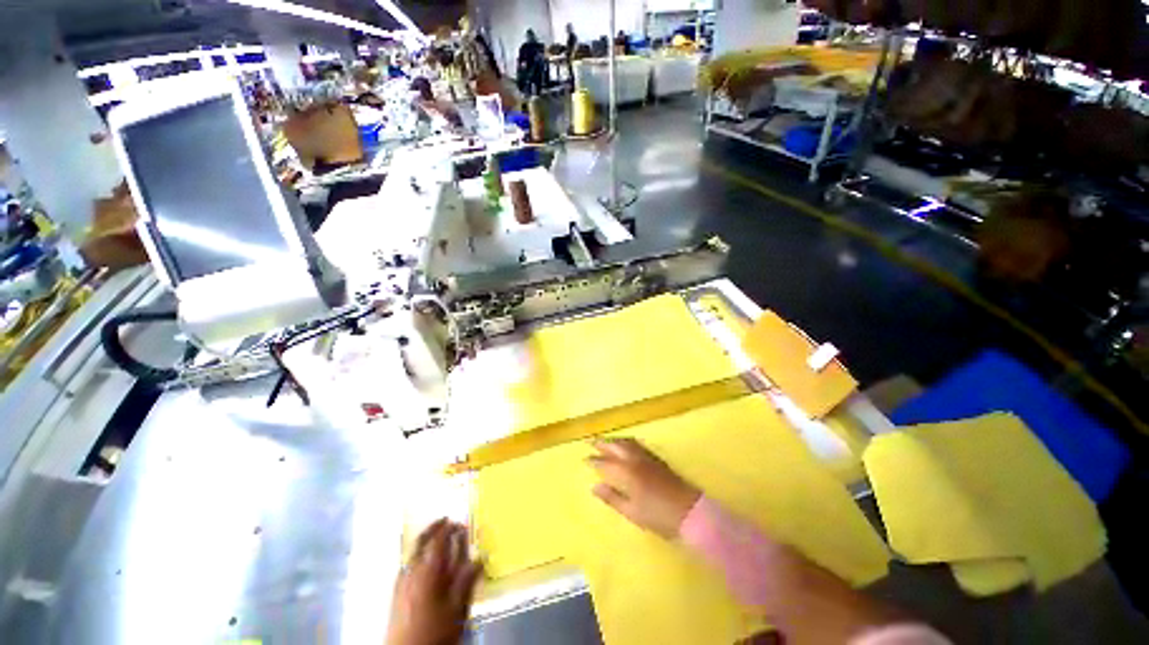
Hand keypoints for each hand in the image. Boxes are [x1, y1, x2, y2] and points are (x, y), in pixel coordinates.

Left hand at [387, 519, 482, 644]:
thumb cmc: (436, 630)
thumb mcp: (458, 606)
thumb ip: (467, 579)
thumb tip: (480, 557)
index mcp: (429, 570)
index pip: (438, 540)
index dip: (449, 528)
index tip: (459, 521)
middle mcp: (413, 571)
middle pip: (421, 542)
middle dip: (433, 528)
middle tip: (444, 520)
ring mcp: (402, 582)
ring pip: (413, 552)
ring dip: (424, 541)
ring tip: (435, 537)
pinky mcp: (396, 594)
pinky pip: (407, 564)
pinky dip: (417, 556)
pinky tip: (422, 563)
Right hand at [587, 438, 701, 538]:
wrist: (689, 511)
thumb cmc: (658, 516)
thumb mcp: (632, 512)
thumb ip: (612, 498)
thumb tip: (594, 487)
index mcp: (626, 473)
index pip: (605, 463)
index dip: (594, 461)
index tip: (584, 459)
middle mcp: (634, 460)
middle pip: (615, 446)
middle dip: (602, 443)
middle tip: (591, 442)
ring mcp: (646, 457)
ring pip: (626, 442)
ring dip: (613, 439)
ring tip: (605, 440)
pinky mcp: (656, 458)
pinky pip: (636, 443)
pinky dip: (626, 441)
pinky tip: (625, 444)